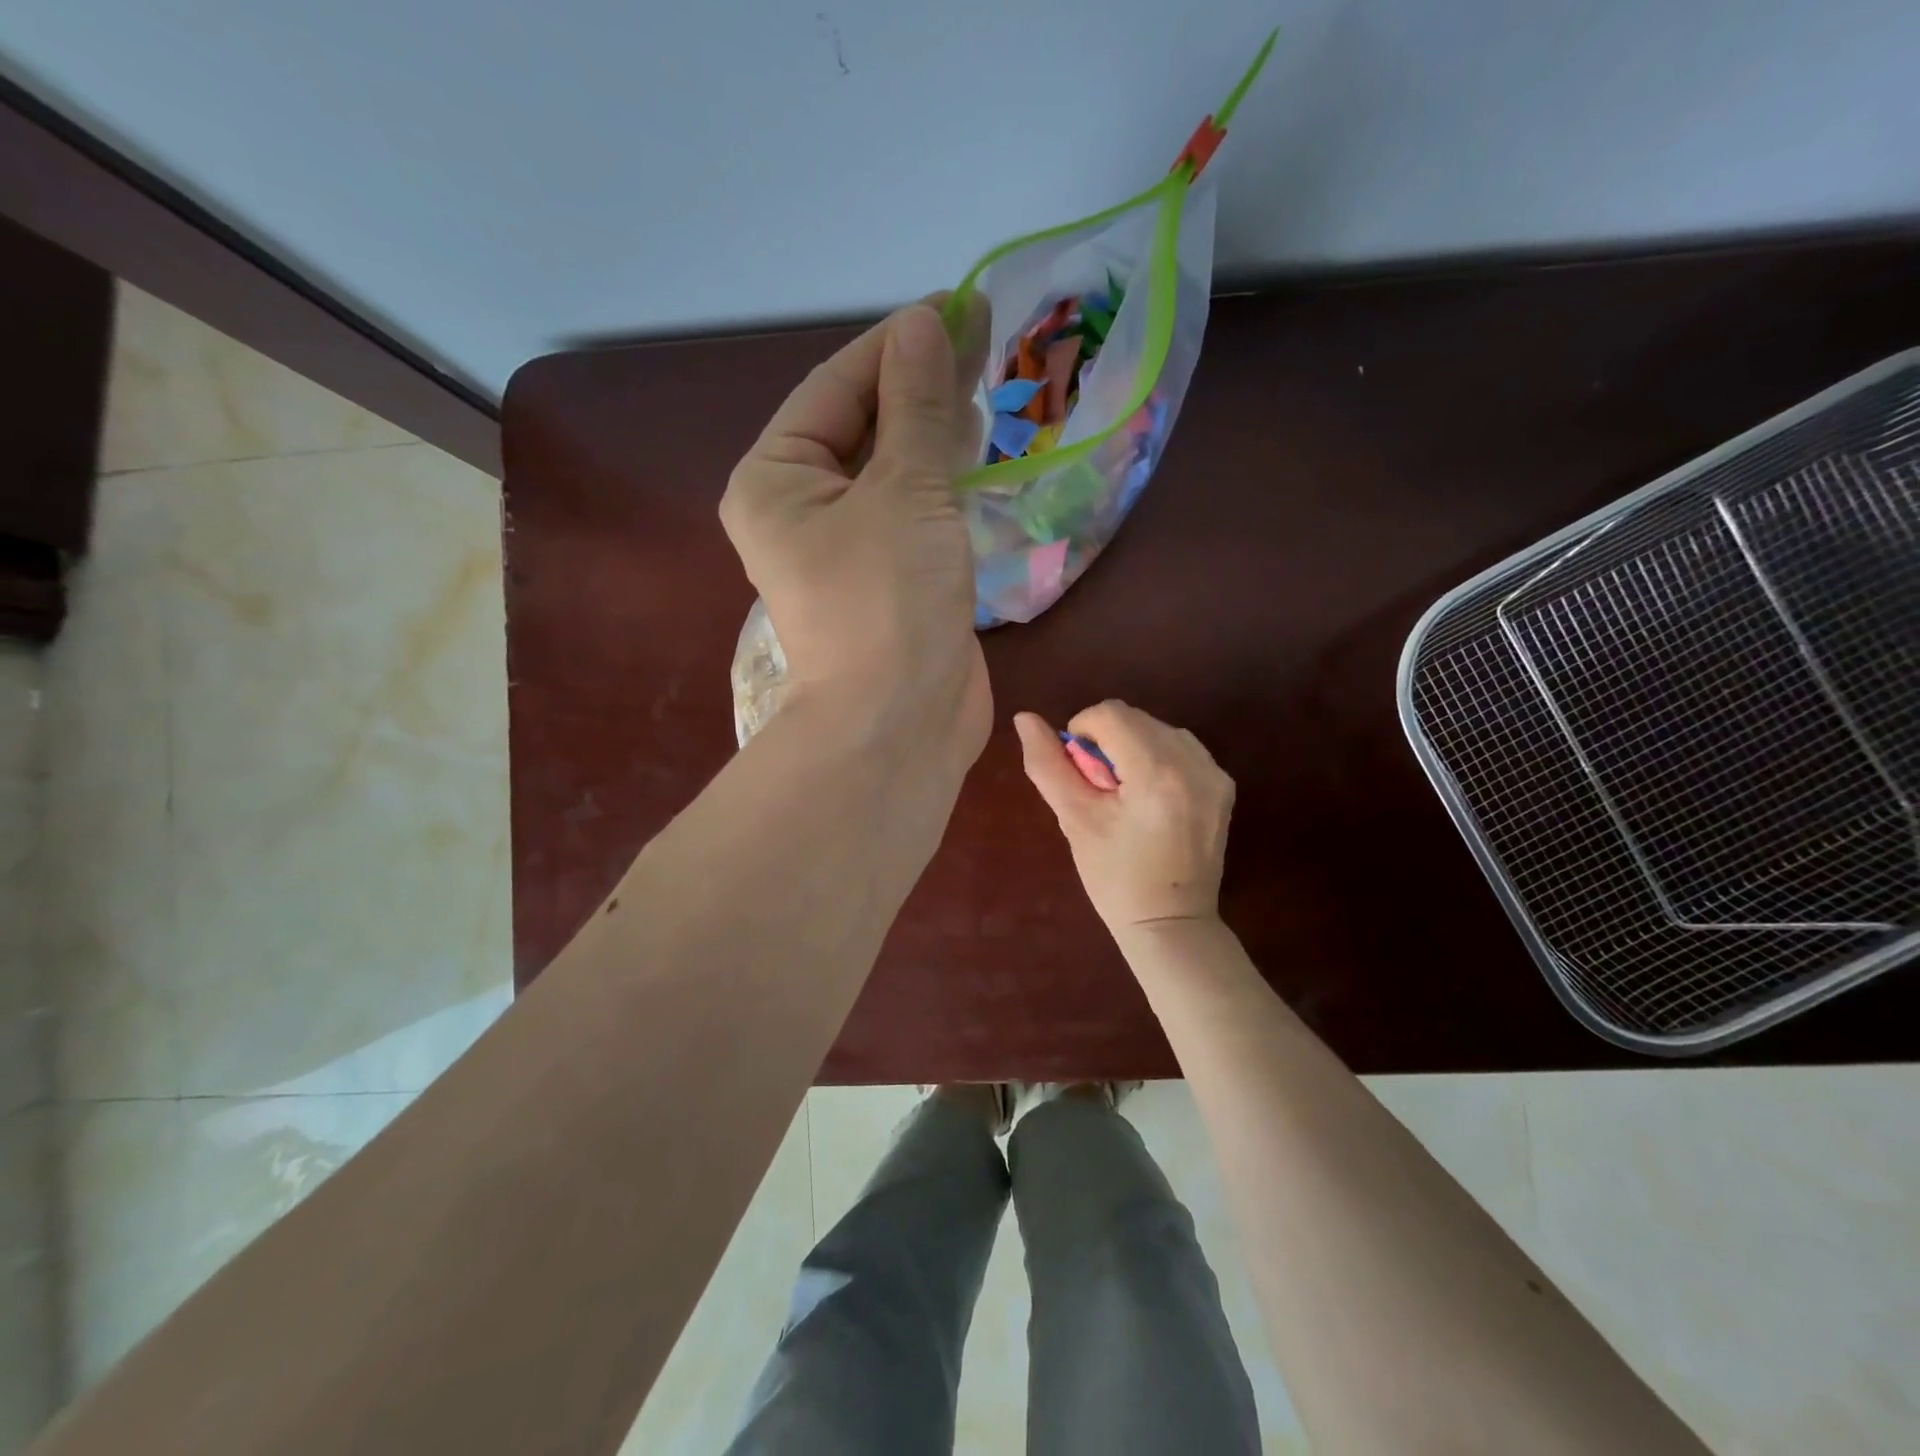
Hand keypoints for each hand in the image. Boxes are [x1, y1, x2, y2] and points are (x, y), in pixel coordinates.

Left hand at [721, 301, 991, 770]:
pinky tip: (974, 453)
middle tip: (982, 339)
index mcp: (775, 480)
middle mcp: (798, 510)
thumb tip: (924, 324)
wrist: (900, 724)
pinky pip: (909, 512)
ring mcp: (842, 549)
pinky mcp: (884, 579)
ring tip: (983, 385)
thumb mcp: (906, 491)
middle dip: (917, 385)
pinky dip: (939, 482)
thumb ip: (916, 406)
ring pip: (889, 470)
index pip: (835, 387)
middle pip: (860, 426)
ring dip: (931, 431)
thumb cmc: (889, 601)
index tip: (958, 306)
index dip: (896, 343)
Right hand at [1014, 702, 1234, 936]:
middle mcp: (1193, 762)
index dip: (1082, 731)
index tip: (1079, 770)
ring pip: (1159, 728)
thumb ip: (1047, 765)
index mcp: (1156, 772)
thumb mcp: (1075, 820)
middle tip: (1100, 787)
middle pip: (1136, 718)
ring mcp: (1215, 773)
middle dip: (1108, 740)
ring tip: (1125, 792)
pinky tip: (1151, 795)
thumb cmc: (1114, 878)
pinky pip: (1182, 748)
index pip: (1110, 713)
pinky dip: (1159, 758)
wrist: (1171, 923)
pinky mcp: (1224, 785)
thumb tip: (1024, 718)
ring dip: (1133, 746)